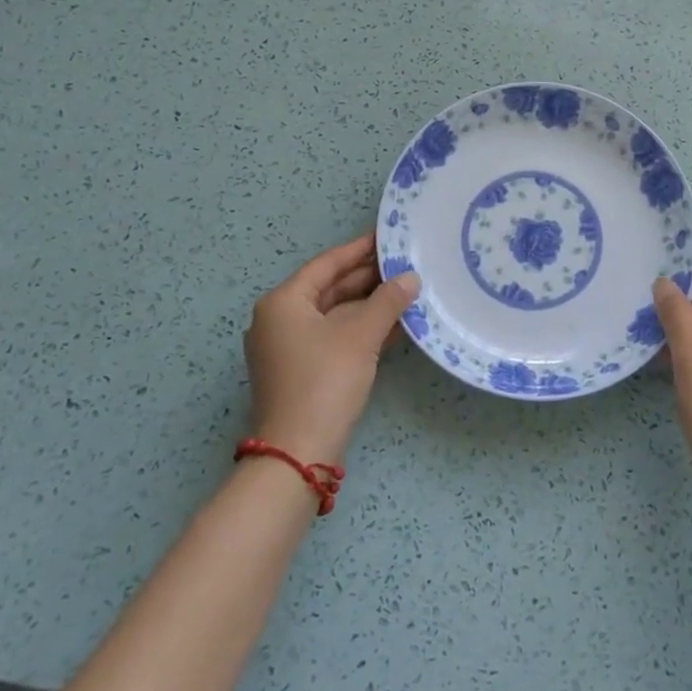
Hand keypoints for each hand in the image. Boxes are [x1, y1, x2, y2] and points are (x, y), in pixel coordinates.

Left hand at [243, 234, 419, 465]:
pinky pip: (334, 337)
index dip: (359, 249)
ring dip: (369, 305)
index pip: (327, 264)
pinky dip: (361, 329)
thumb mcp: (361, 335)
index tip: (387, 237)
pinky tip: (395, 325)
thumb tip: (411, 278)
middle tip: (405, 264)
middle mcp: (280, 319)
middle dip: (368, 279)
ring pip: (335, 315)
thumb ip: (387, 301)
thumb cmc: (325, 381)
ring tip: (407, 291)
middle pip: (330, 288)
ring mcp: (289, 347)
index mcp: (284, 302)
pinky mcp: (301, 371)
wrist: (298, 453)